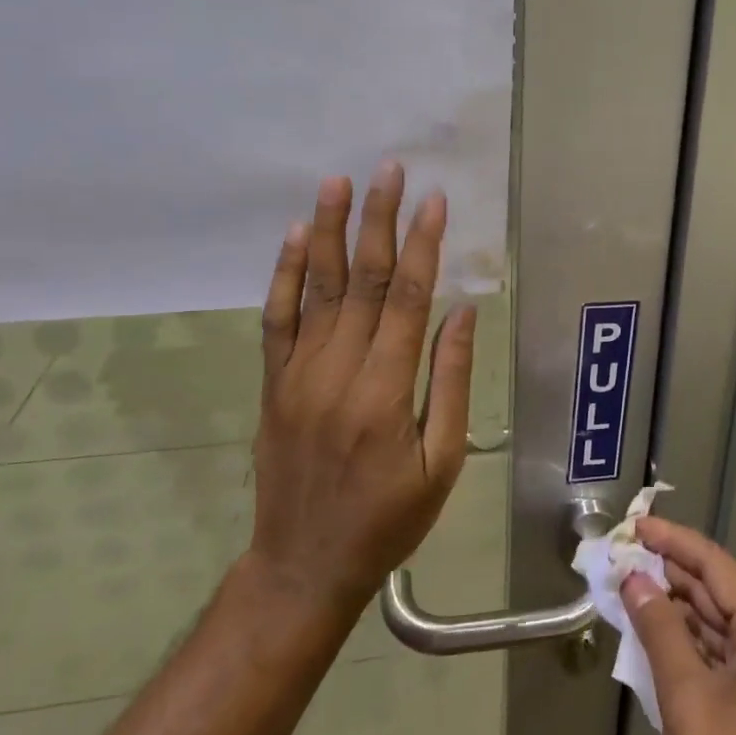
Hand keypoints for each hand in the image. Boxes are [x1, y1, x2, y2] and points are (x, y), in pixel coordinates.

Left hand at [245, 163, 473, 618]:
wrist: (303, 565)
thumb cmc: (389, 518)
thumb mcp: (442, 462)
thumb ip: (450, 381)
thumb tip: (462, 312)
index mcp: (385, 392)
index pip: (408, 299)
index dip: (424, 244)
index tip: (435, 200)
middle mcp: (338, 372)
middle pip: (362, 280)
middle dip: (378, 220)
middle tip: (389, 169)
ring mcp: (298, 375)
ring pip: (315, 288)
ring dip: (327, 231)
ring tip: (338, 182)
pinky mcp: (273, 384)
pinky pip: (276, 319)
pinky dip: (283, 274)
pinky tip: (293, 236)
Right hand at [620, 519, 735, 734]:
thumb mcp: (688, 699)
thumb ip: (659, 630)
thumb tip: (634, 578)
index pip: (717, 566)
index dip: (674, 542)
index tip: (636, 524)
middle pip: (718, 594)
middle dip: (670, 576)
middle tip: (624, 557)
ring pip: (717, 628)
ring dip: (675, 612)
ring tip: (630, 589)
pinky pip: (721, 660)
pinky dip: (688, 647)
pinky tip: (653, 636)